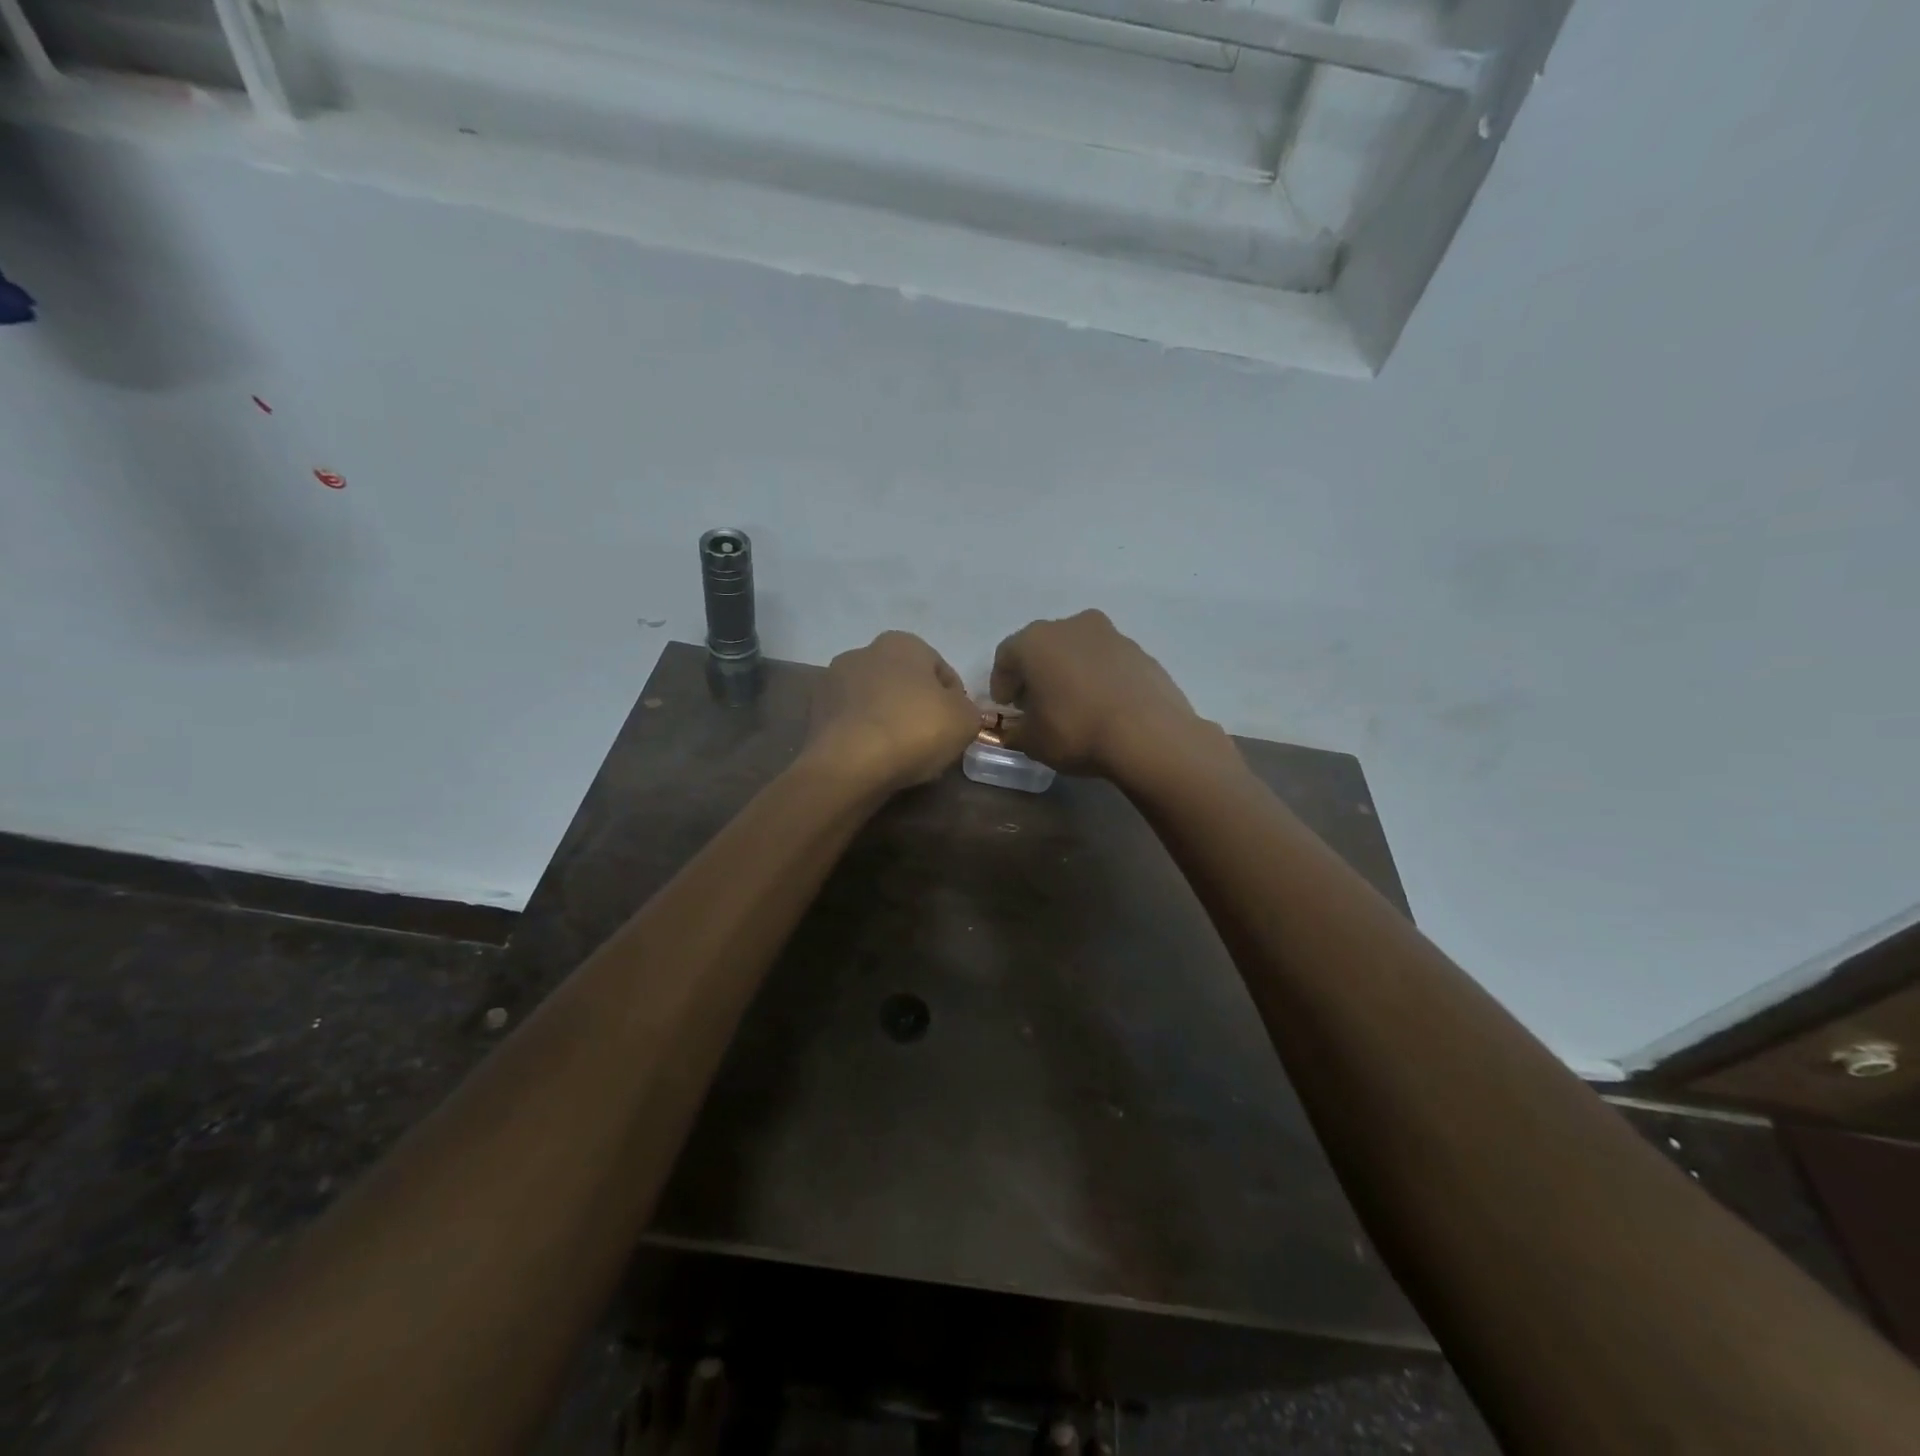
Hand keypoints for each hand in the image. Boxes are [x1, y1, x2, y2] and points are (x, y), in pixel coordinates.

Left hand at [807, 631, 981, 793]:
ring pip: (876, 703)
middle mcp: (863, 652)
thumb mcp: (965, 720)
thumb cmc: (914, 730)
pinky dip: (866, 737)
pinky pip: (853, 723)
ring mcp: (833, 682)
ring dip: (889, 722)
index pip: (941, 671)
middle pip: (904, 684)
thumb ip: (969, 710)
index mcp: (902, 643)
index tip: (956, 728)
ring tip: (902, 756)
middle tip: (931, 742)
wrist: (850, 764)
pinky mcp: (814, 713)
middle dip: (917, 708)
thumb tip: (957, 712)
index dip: (955, 701)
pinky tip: (876, 761)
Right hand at [989, 610, 1221, 779]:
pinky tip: (1103, 706)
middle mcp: (1071, 626)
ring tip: (1073, 705)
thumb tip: (1014, 729)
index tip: (1007, 707)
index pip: (1006, 656)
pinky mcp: (1140, 651)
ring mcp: (1110, 635)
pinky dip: (1099, 677)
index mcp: (1035, 641)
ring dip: (1069, 671)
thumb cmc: (1076, 731)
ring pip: (1078, 650)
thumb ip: (1015, 731)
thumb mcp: (1032, 742)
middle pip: (1043, 647)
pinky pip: (1107, 662)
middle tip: (1037, 703)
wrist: (1149, 735)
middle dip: (1036, 673)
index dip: (1002, 683)